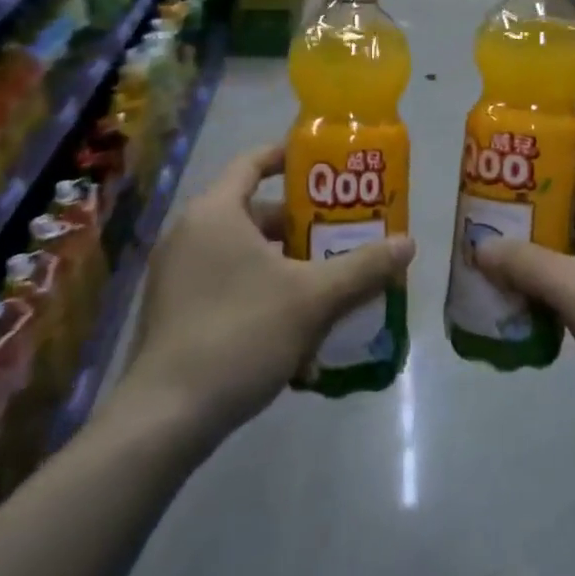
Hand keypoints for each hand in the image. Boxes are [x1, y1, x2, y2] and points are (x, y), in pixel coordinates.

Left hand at [114, 144, 413, 444]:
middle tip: (343, 232)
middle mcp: (190, 233)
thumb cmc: (240, 335)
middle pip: (255, 211)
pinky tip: (295, 324)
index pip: (253, 162)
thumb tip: (409, 244)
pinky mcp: (174, 310)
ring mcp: (177, 274)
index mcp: (216, 212)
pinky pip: (226, 282)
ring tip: (329, 279)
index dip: (290, 157)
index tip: (327, 165)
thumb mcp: (313, 298)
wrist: (166, 418)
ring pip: (243, 252)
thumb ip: (363, 267)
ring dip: (286, 262)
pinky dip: (261, 289)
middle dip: (302, 223)